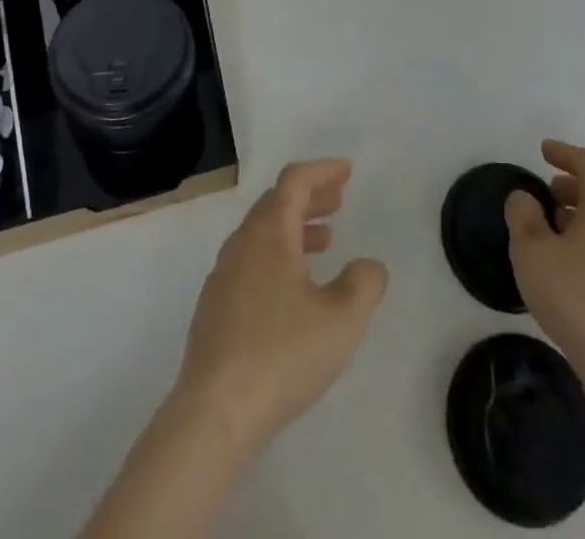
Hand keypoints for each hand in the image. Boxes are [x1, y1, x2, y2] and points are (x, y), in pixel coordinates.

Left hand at [174, 159, 388, 455]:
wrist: (214, 413)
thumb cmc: (282, 354)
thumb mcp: (342, 319)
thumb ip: (364, 284)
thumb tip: (369, 265)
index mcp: (269, 233)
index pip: (294, 181)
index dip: (322, 170)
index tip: (347, 171)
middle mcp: (242, 244)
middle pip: (276, 202)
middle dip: (310, 196)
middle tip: (339, 200)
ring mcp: (223, 276)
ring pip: (262, 234)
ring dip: (295, 227)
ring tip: (325, 240)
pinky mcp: (214, 309)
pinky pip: (250, 262)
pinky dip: (277, 255)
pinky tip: (292, 288)